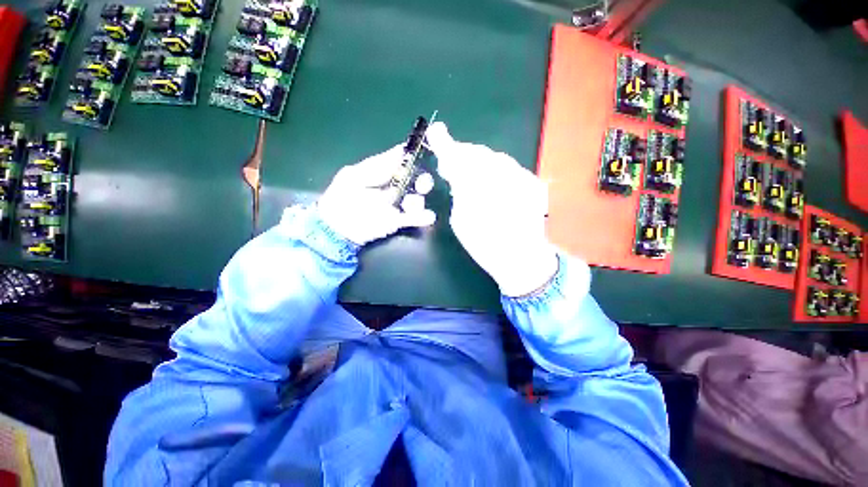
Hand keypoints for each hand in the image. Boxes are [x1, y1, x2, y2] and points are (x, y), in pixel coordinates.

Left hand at [317, 145, 435, 245]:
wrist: (336, 228)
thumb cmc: (342, 198)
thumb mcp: (355, 176)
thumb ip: (379, 165)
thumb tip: (401, 149)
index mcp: (382, 173)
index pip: (403, 163)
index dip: (415, 159)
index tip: (425, 156)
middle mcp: (393, 187)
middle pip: (415, 181)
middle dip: (422, 181)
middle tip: (422, 185)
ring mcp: (396, 205)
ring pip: (416, 199)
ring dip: (417, 201)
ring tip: (411, 206)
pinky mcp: (397, 222)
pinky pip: (414, 218)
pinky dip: (422, 217)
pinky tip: (428, 217)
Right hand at [426, 122, 557, 296]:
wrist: (521, 256)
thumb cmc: (484, 243)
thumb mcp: (460, 219)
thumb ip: (458, 191)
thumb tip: (455, 173)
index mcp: (476, 187)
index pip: (456, 157)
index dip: (444, 143)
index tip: (436, 131)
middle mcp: (500, 174)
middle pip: (477, 153)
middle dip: (462, 155)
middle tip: (452, 164)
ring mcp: (519, 176)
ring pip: (494, 158)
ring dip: (480, 162)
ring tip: (472, 175)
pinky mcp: (531, 181)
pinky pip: (508, 168)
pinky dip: (496, 171)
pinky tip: (493, 184)